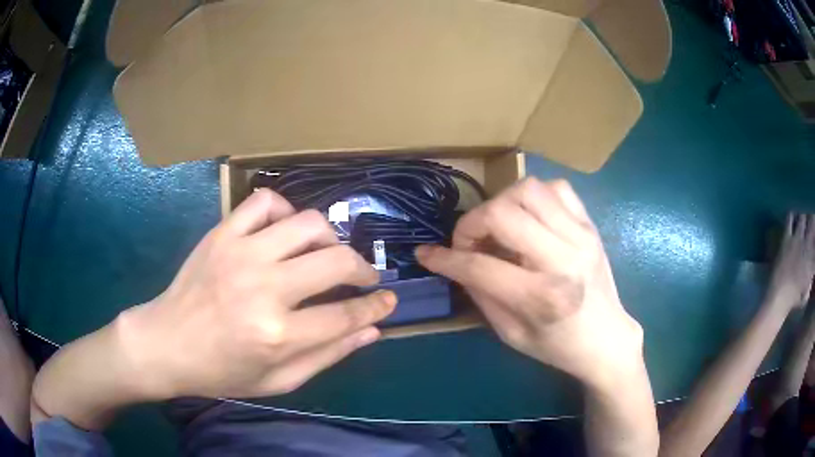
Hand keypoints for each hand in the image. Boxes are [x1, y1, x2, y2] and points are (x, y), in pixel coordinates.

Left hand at [116, 189, 395, 399]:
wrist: (167, 344)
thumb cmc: (221, 372)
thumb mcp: (278, 381)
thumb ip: (327, 355)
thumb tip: (371, 331)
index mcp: (278, 334)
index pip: (347, 315)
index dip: (376, 307)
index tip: (388, 302)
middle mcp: (264, 288)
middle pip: (336, 262)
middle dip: (363, 270)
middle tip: (363, 279)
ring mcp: (241, 254)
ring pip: (308, 224)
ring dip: (329, 238)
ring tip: (325, 253)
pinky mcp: (222, 234)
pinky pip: (265, 202)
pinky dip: (285, 210)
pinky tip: (285, 231)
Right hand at [416, 178, 642, 387]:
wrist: (606, 339)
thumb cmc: (557, 346)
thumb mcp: (511, 335)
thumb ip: (482, 294)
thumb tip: (457, 262)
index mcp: (541, 297)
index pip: (479, 266)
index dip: (445, 258)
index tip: (426, 254)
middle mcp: (562, 259)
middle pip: (502, 214)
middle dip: (471, 224)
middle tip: (469, 243)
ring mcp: (580, 236)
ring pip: (528, 189)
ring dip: (501, 204)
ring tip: (499, 227)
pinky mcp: (590, 225)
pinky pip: (557, 188)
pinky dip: (534, 196)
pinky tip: (530, 218)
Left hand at [767, 213, 814, 308]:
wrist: (779, 298)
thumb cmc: (793, 300)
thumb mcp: (806, 293)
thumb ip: (810, 281)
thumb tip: (812, 275)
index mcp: (812, 260)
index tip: (814, 236)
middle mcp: (808, 245)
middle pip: (812, 221)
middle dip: (812, 219)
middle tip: (810, 222)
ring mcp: (797, 239)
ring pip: (803, 216)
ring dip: (803, 218)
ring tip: (802, 221)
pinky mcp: (787, 238)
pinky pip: (790, 218)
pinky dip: (792, 215)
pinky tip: (793, 218)